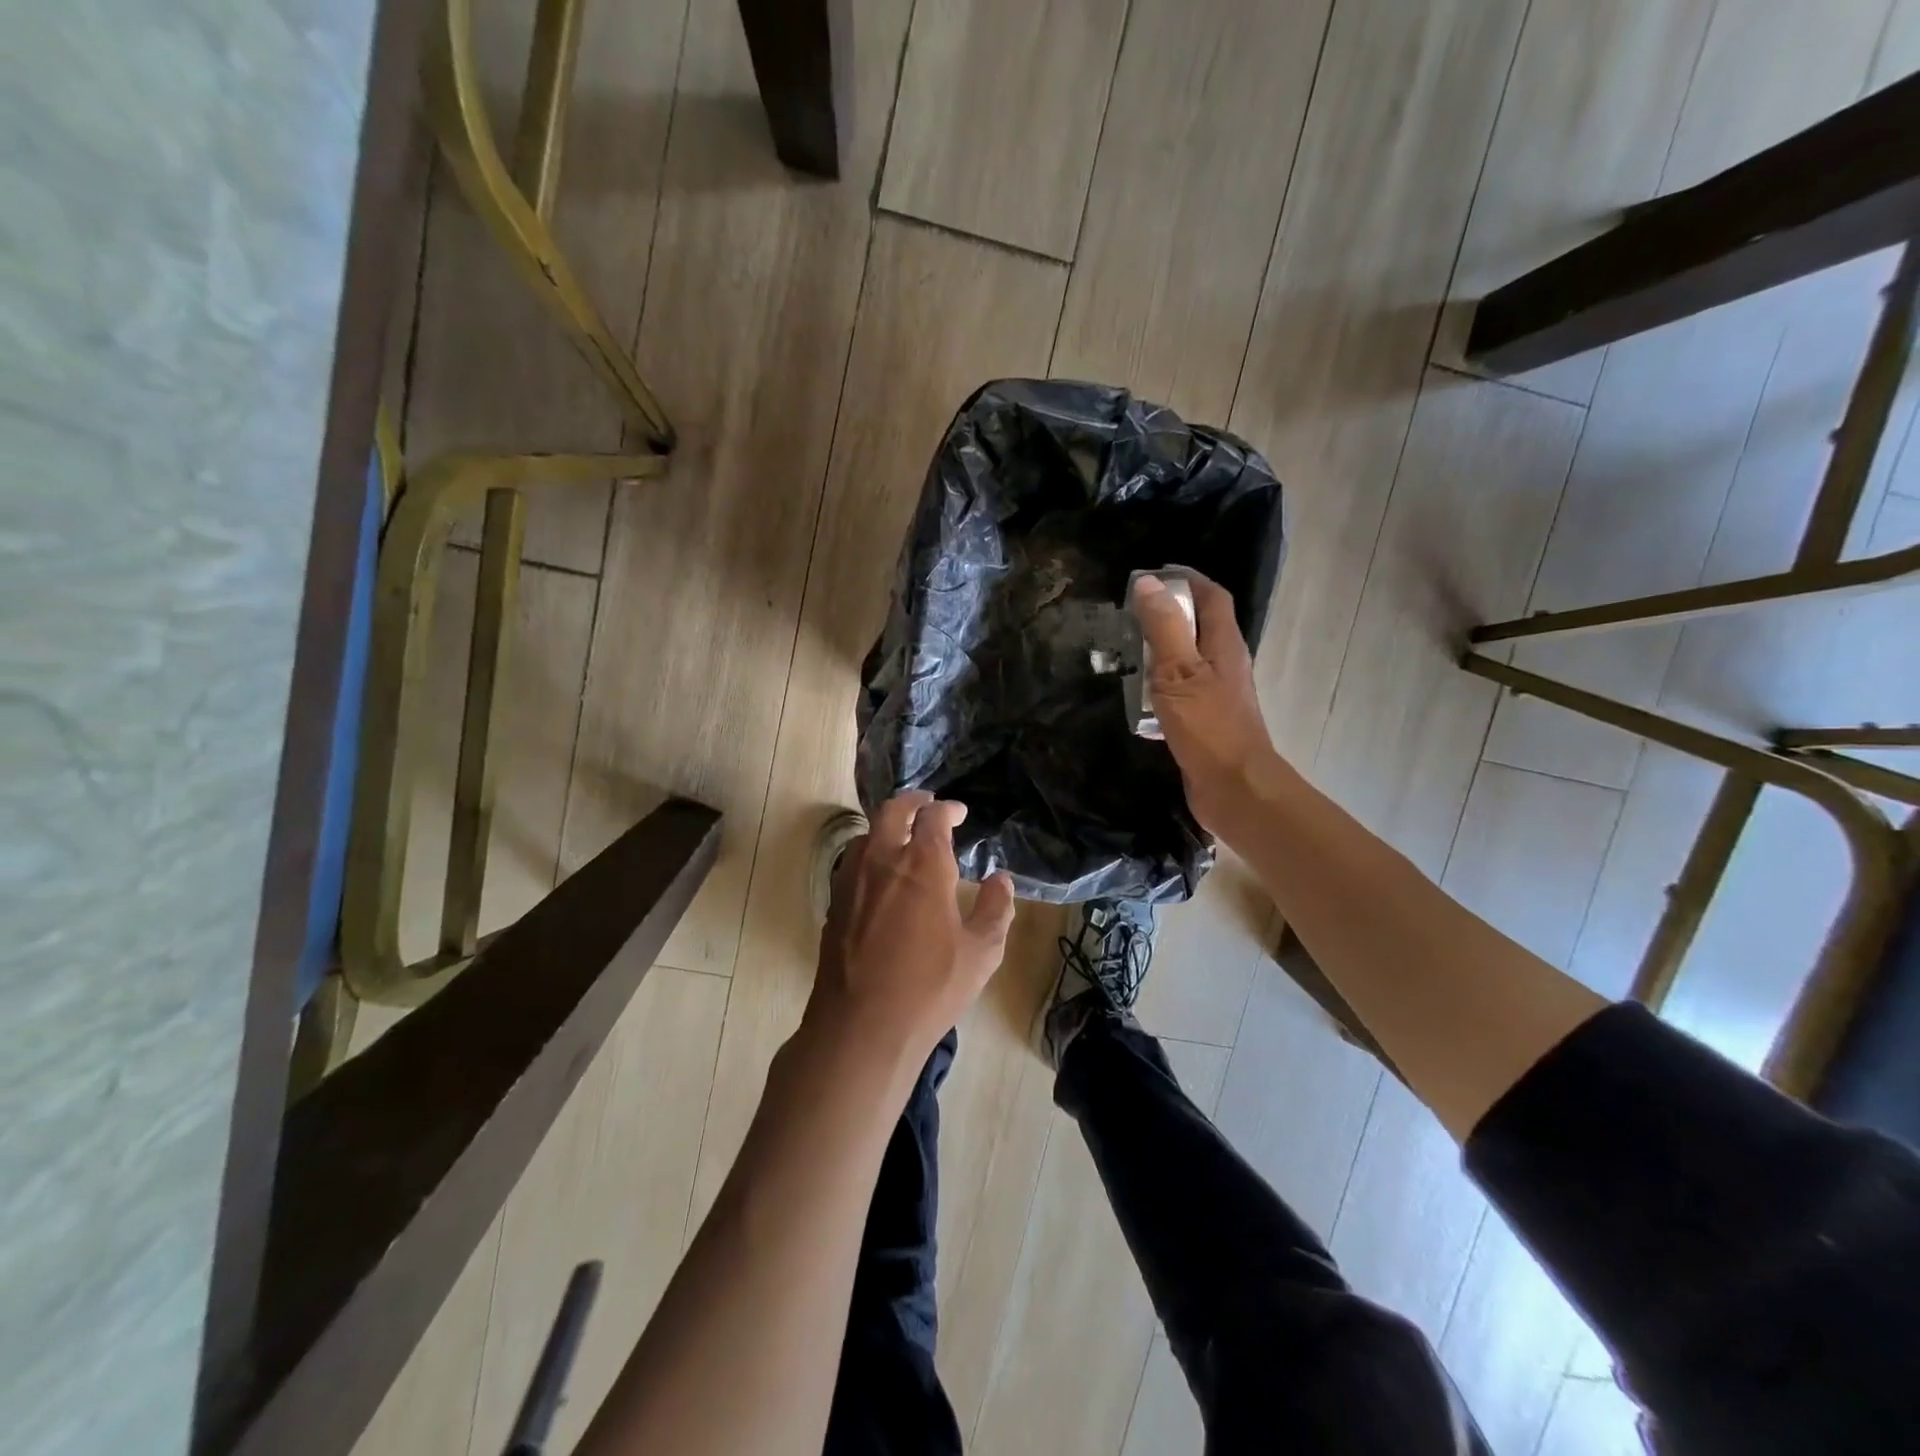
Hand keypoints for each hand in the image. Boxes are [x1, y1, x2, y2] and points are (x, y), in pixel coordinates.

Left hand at [805, 792, 1015, 1073]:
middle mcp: (883, 859)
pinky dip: (870, 852)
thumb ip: (997, 909)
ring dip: (888, 826)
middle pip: (893, 811)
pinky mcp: (834, 902)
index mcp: (923, 864)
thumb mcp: (981, 953)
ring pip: (867, 833)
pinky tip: (881, 875)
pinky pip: (852, 861)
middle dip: (914, 802)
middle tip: (929, 806)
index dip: (948, 809)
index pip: (934, 817)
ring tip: (905, 837)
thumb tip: (1001, 879)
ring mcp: (852, 879)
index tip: (959, 813)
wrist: (861, 1026)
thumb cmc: (930, 988)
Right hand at [1131, 573, 1276, 836]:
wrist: (1234, 789)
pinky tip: (1138, 694)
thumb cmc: (1209, 727)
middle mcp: (1225, 664)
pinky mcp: (1206, 720)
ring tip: (1128, 648)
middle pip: (1202, 626)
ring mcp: (1218, 694)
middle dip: (1170, 612)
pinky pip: (1182, 689)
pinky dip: (1161, 683)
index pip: (1212, 597)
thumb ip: (1164, 627)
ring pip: (1190, 659)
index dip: (1188, 579)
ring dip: (1163, 649)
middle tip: (1131, 612)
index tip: (1154, 574)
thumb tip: (1149, 582)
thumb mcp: (1179, 672)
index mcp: (1224, 645)